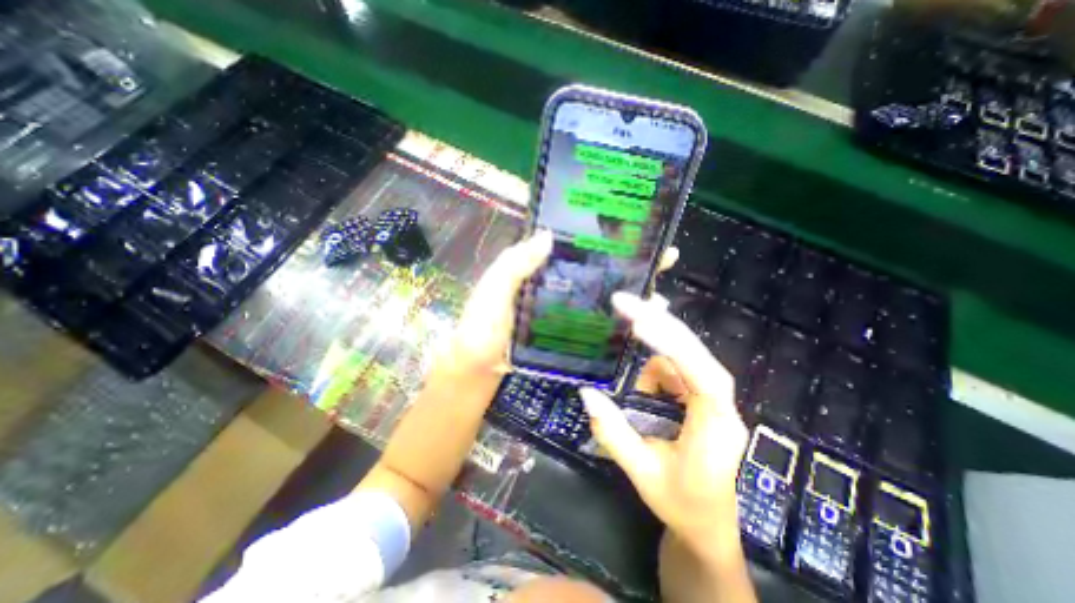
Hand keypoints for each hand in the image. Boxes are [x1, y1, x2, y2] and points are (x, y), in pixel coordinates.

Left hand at [441, 232, 673, 378]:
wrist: (479, 369)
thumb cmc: (482, 327)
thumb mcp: (492, 290)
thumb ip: (514, 264)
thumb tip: (547, 234)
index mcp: (539, 268)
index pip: (576, 246)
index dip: (602, 237)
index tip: (635, 228)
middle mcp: (558, 284)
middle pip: (598, 268)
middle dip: (630, 262)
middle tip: (663, 258)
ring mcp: (565, 309)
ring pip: (603, 294)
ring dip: (631, 292)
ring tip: (660, 292)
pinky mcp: (569, 332)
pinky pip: (597, 322)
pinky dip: (618, 319)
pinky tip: (640, 322)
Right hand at [579, 294, 748, 551]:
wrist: (708, 526)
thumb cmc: (681, 504)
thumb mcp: (642, 473)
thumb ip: (613, 432)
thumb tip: (586, 393)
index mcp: (716, 425)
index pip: (701, 376)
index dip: (672, 345)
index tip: (638, 324)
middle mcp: (719, 403)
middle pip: (693, 352)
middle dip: (658, 323)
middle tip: (623, 301)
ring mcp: (710, 397)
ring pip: (679, 356)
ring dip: (651, 352)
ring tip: (634, 366)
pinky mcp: (699, 397)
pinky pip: (674, 369)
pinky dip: (653, 367)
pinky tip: (643, 385)